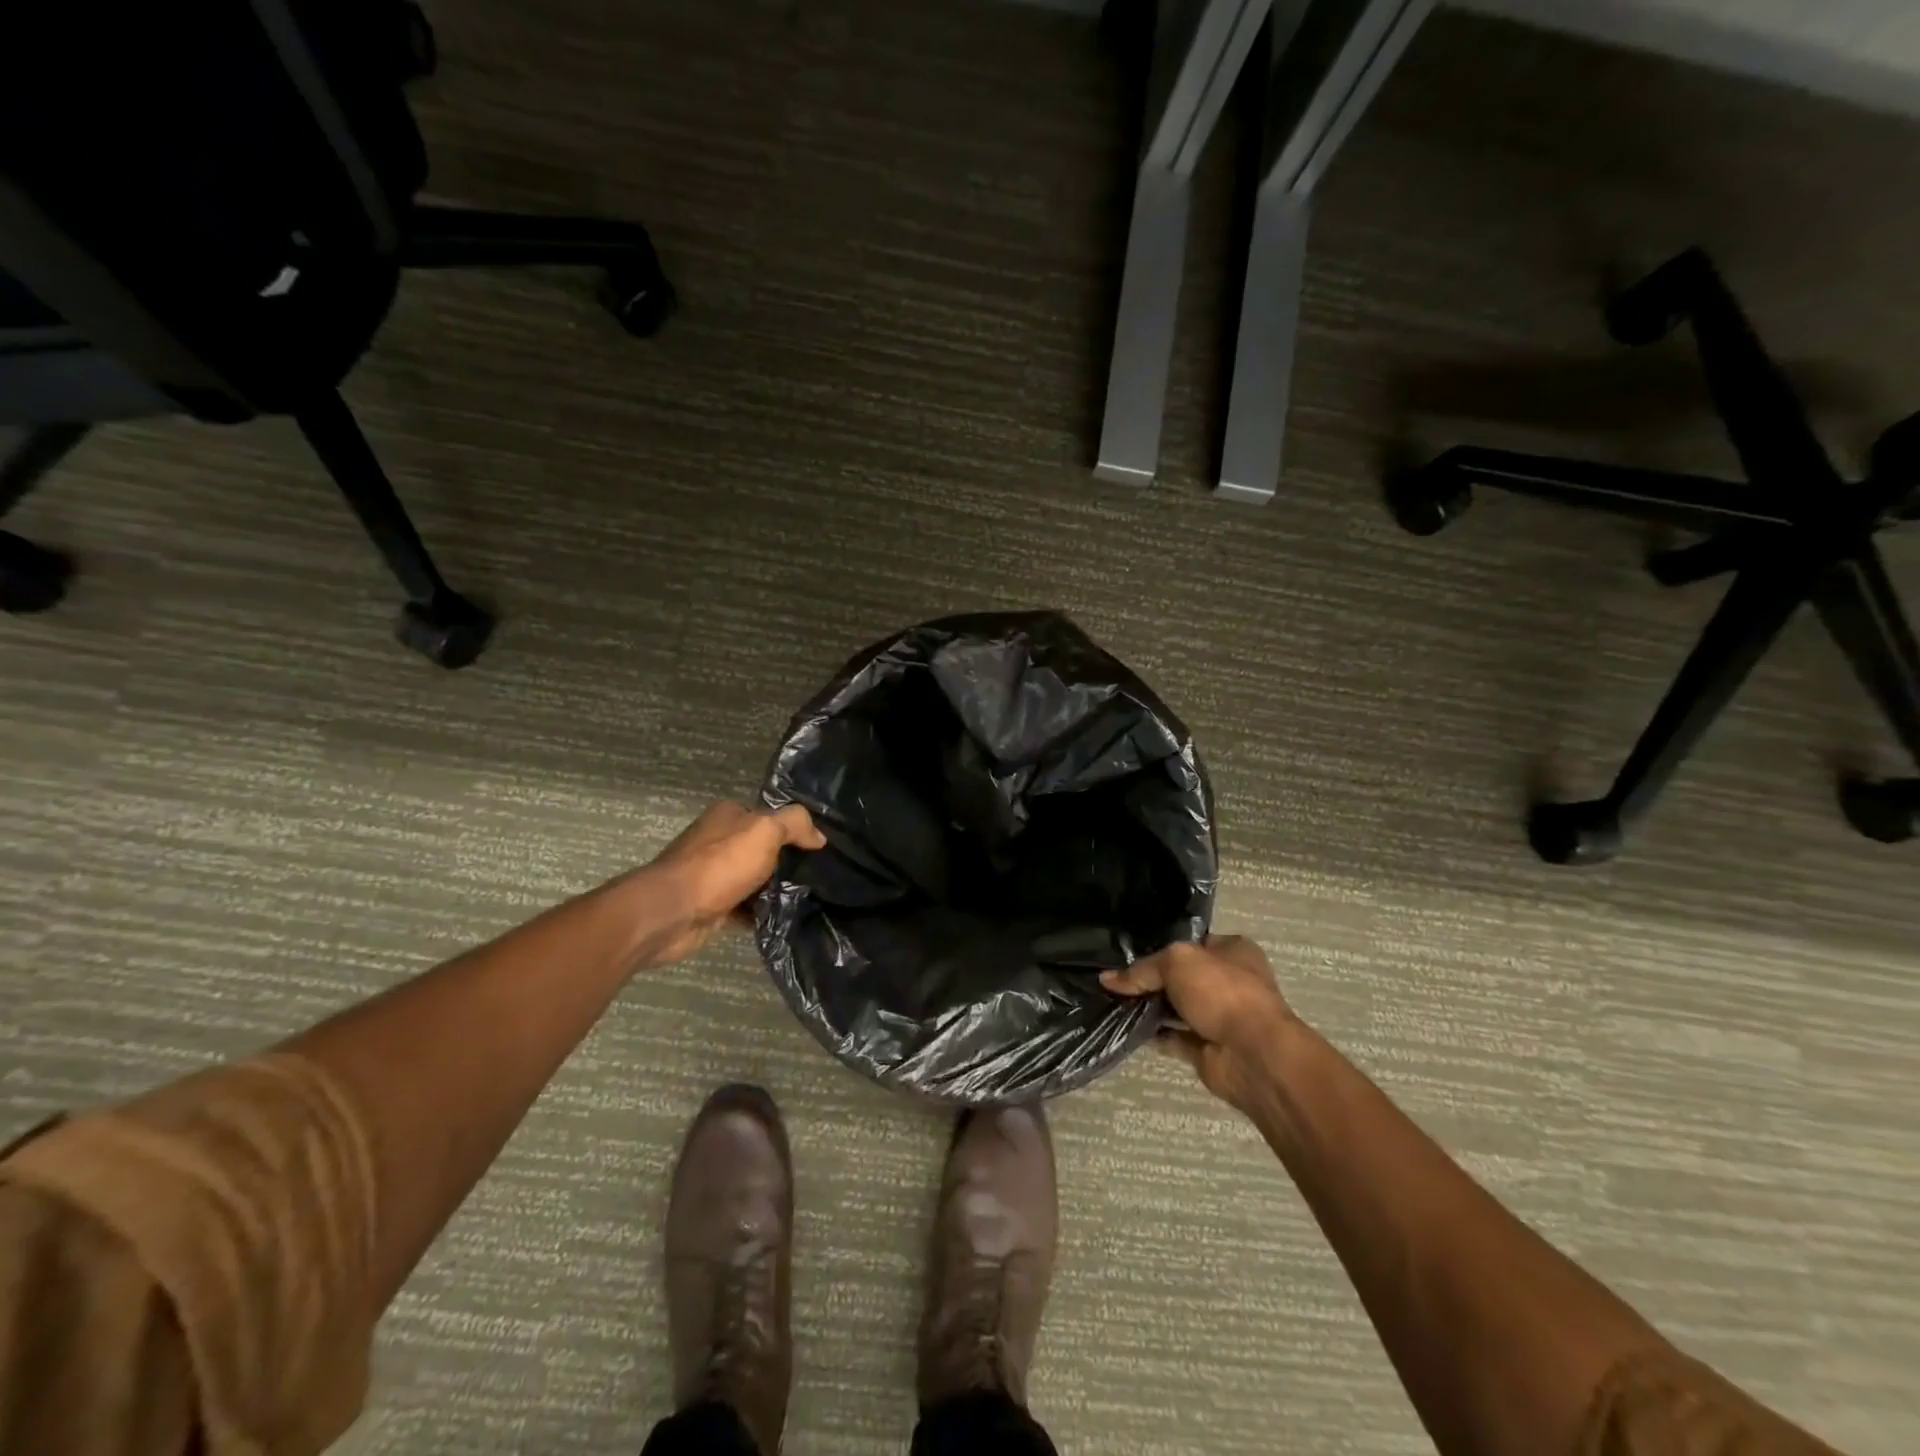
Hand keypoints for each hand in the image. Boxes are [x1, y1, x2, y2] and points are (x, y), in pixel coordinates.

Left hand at [638, 802, 825, 966]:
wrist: (672, 913)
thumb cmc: (719, 865)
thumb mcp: (765, 831)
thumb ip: (795, 824)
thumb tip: (819, 837)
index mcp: (729, 815)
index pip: (770, 816)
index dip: (795, 829)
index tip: (820, 848)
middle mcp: (719, 840)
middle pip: (764, 848)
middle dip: (788, 861)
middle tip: (819, 875)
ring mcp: (714, 874)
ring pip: (756, 878)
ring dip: (777, 889)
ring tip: (808, 898)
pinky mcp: (712, 905)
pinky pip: (746, 906)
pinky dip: (762, 912)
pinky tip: (784, 917)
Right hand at [1102, 936, 1294, 1110]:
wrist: (1253, 1055)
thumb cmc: (1221, 992)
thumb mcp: (1176, 962)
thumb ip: (1142, 969)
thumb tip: (1108, 979)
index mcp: (1233, 950)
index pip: (1191, 943)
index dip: (1162, 946)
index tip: (1129, 953)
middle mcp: (1229, 981)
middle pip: (1181, 976)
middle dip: (1151, 979)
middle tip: (1115, 979)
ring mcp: (1219, 1016)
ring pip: (1176, 1007)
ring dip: (1150, 1007)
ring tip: (1112, 1001)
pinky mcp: (1208, 1047)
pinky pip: (1173, 1037)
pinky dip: (1153, 1034)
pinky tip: (1126, 1027)